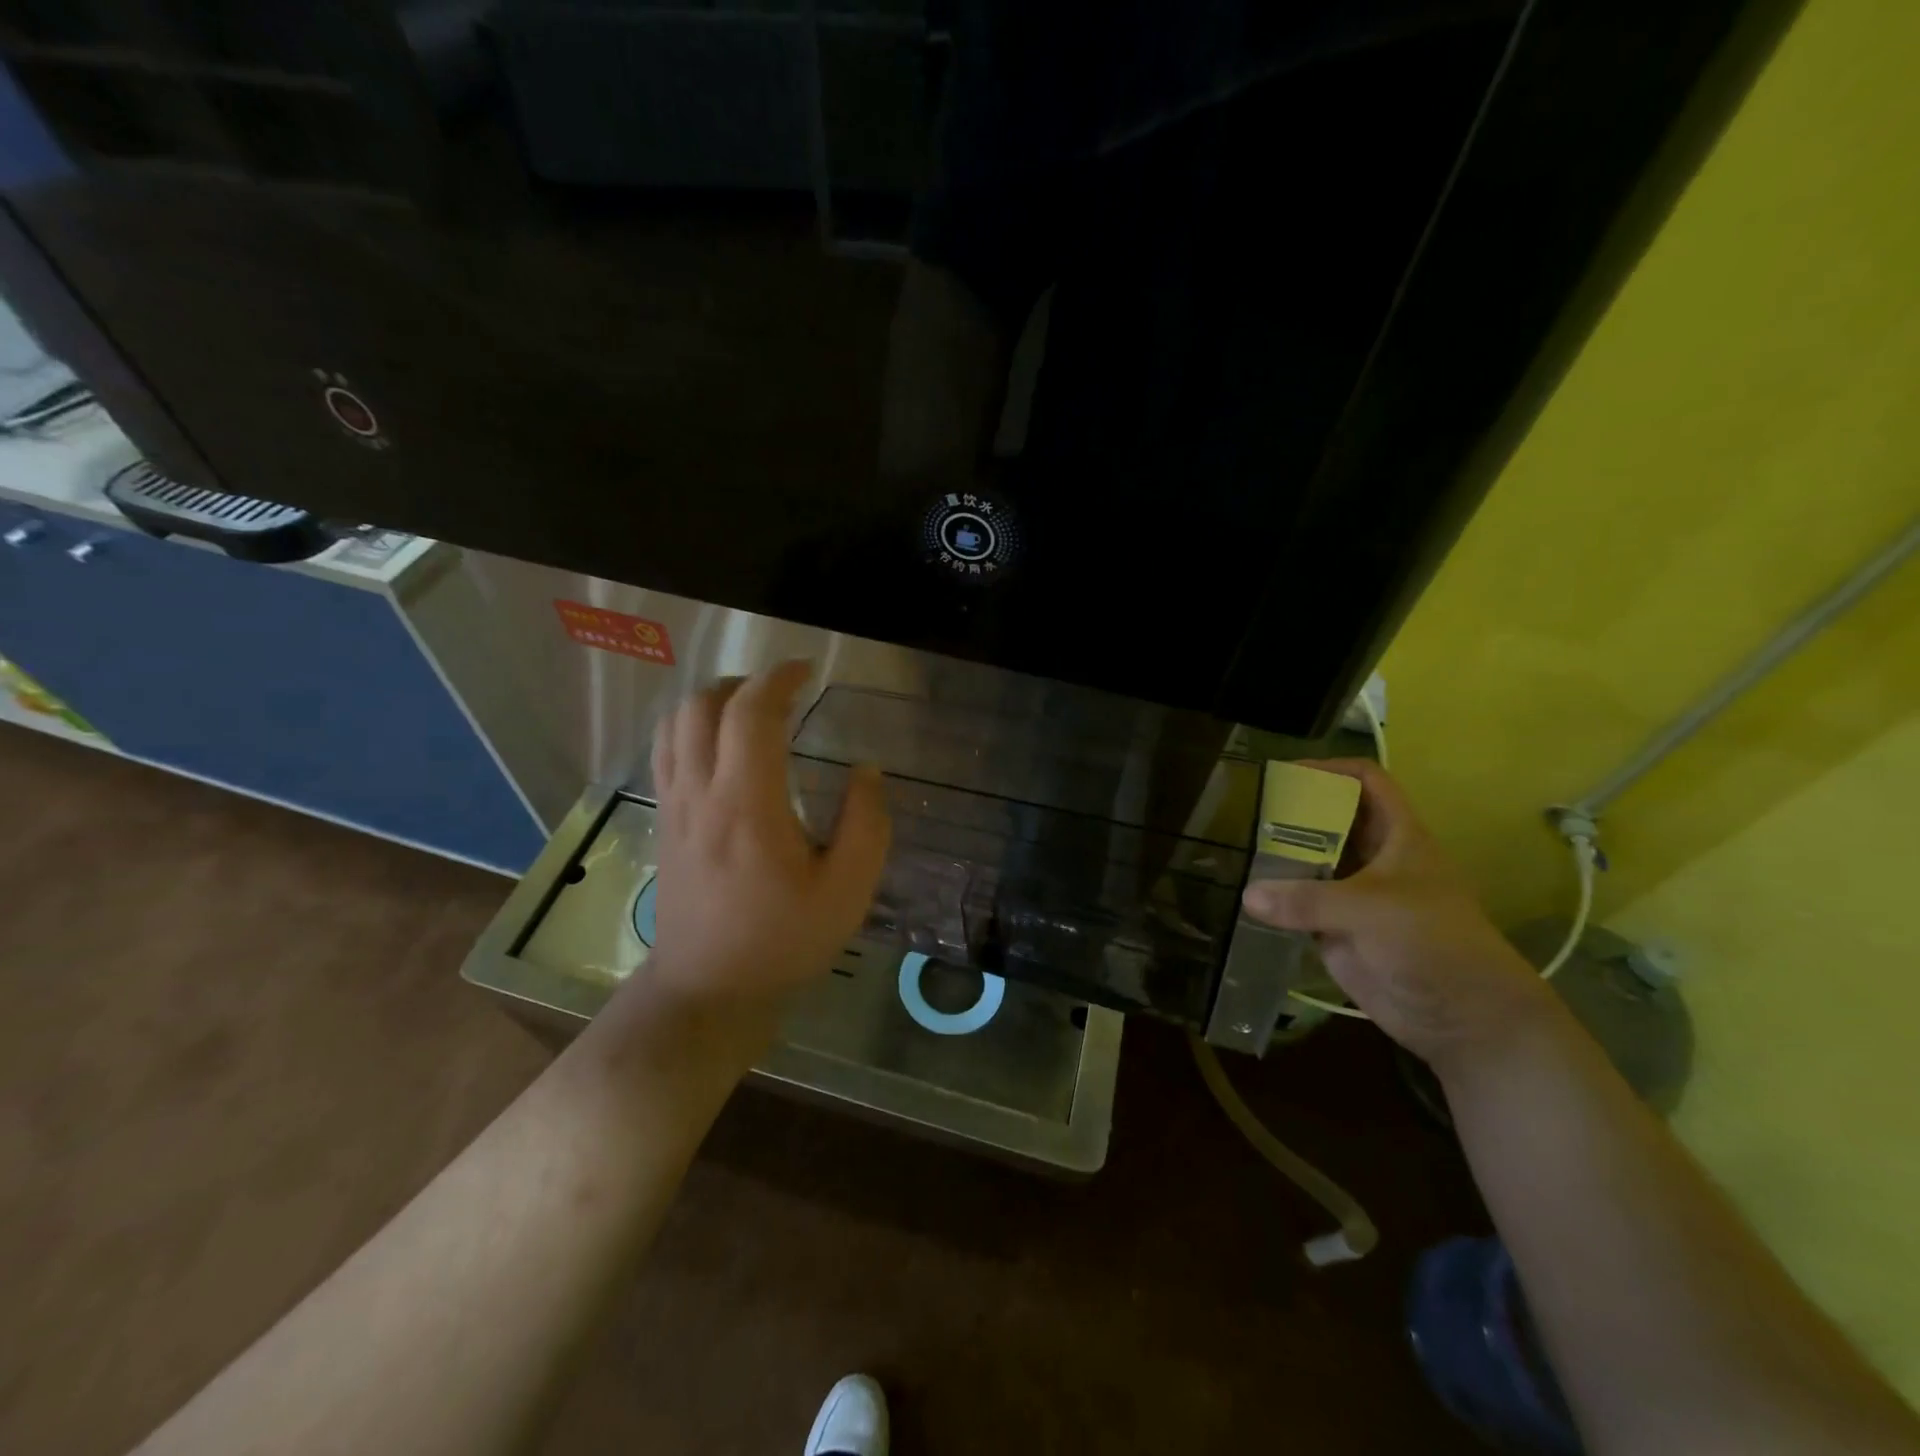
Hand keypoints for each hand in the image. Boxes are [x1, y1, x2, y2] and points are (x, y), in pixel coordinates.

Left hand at [644, 661, 890, 1008]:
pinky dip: (691, 728)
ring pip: (675, 724)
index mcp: (747, 805)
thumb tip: (866, 770)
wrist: (709, 990)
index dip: (778, 679)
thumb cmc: (783, 941)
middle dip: (743, 683)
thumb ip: (866, 824)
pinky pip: (667, 752)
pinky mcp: (664, 823)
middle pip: (702, 706)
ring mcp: (674, 807)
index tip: (807, 671)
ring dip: (712, 701)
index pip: (750, 714)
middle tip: (782, 691)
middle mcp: (701, 794)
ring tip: (750, 711)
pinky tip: (721, 747)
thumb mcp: (847, 891)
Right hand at [1240, 759, 1558, 1070]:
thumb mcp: (1373, 910)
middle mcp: (1374, 857)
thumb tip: (1248, 896)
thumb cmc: (1433, 943)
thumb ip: (1309, 900)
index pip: (1366, 782)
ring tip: (1237, 846)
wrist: (1464, 1017)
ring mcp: (1354, 893)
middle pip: (1330, 818)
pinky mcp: (1338, 928)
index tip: (1286, 773)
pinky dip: (1276, 896)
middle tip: (1246, 811)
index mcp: (1397, 835)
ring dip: (1280, 854)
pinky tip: (1247, 893)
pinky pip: (1300, 902)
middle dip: (1293, 811)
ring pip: (1312, 860)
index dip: (1330, 769)